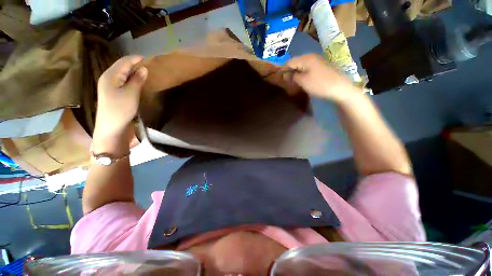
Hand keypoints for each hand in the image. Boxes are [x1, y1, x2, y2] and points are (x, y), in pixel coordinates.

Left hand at [96, 56, 147, 135]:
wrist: (110, 127)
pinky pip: (121, 80)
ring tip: (143, 71)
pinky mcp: (111, 93)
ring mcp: (108, 86)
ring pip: (121, 73)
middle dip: (133, 63)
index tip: (147, 58)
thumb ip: (137, 80)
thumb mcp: (131, 93)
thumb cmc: (121, 109)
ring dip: (131, 71)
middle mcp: (107, 78)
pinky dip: (129, 78)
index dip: (135, 58)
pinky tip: (135, 81)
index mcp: (110, 75)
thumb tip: (143, 68)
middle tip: (146, 64)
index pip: (123, 62)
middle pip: (120, 66)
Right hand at [284, 54, 359, 101]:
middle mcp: (311, 56)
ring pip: (302, 65)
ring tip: (295, 81)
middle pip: (296, 62)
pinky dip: (303, 73)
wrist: (339, 88)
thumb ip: (293, 76)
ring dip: (297, 72)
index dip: (283, 70)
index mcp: (305, 58)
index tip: (281, 79)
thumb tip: (287, 74)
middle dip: (290, 71)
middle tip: (288, 81)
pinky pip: (308, 68)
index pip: (289, 62)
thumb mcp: (302, 81)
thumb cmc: (319, 84)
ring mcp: (317, 60)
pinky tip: (304, 80)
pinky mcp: (321, 66)